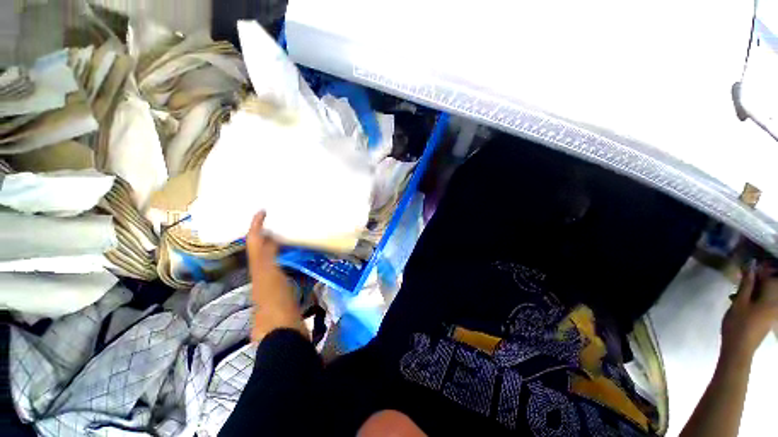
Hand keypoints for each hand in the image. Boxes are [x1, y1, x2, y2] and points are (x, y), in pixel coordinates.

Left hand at [247, 212, 304, 340]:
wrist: (282, 333)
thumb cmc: (276, 305)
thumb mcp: (269, 280)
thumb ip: (266, 258)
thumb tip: (263, 237)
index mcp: (260, 270)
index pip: (255, 244)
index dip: (256, 227)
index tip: (262, 211)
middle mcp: (265, 274)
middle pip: (263, 250)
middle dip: (268, 234)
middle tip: (280, 220)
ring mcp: (276, 282)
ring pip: (275, 257)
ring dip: (281, 245)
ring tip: (292, 233)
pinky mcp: (286, 289)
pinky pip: (287, 268)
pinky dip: (291, 258)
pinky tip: (302, 255)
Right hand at [721, 263, 777, 358]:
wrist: (739, 350)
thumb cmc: (738, 324)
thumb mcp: (739, 302)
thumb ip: (746, 284)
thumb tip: (751, 267)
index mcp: (771, 299)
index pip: (768, 278)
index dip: (758, 270)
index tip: (747, 266)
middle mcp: (775, 304)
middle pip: (768, 287)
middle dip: (755, 281)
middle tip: (741, 279)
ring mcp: (771, 313)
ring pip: (764, 295)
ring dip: (753, 291)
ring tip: (738, 292)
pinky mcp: (766, 319)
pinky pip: (762, 303)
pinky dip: (753, 299)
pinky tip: (741, 303)